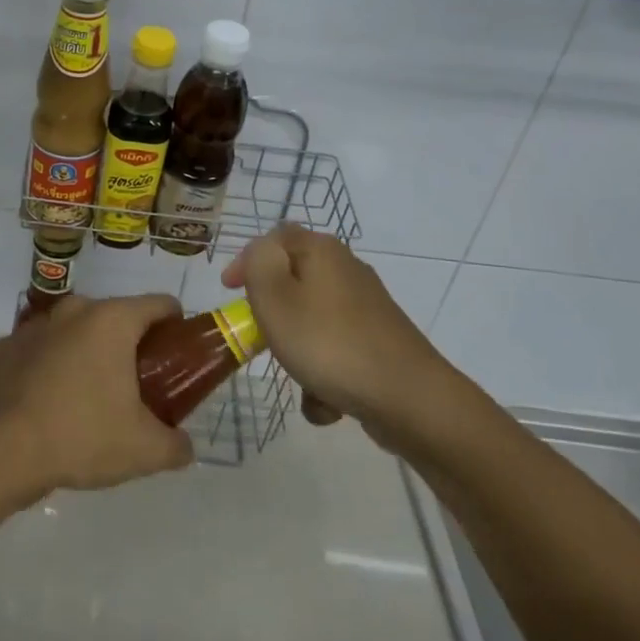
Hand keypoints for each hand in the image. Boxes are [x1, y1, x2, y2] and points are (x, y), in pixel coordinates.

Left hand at [0, 294, 194, 503]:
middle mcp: (73, 311)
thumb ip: (176, 445)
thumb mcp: (143, 450)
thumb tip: (184, 446)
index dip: (176, 325)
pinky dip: (50, 368)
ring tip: (91, 399)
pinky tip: (48, 405)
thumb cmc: (79, 436)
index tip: (178, 356)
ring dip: (87, 354)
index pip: (159, 304)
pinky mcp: (3, 348)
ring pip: (74, 332)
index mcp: (112, 320)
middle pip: (116, 317)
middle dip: (130, 346)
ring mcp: (33, 326)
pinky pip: (40, 351)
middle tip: (139, 387)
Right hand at [222, 225, 470, 456]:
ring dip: (298, 353)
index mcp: (321, 251)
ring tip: (300, 379)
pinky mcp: (379, 343)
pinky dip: (324, 376)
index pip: (274, 238)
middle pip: (293, 281)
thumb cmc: (329, 343)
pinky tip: (328, 403)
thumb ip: (258, 263)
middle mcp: (346, 270)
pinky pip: (336, 352)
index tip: (230, 292)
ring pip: (312, 322)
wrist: (409, 399)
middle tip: (261, 338)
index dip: (247, 260)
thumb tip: (262, 252)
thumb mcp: (275, 296)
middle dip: (273, 315)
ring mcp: (366, 308)